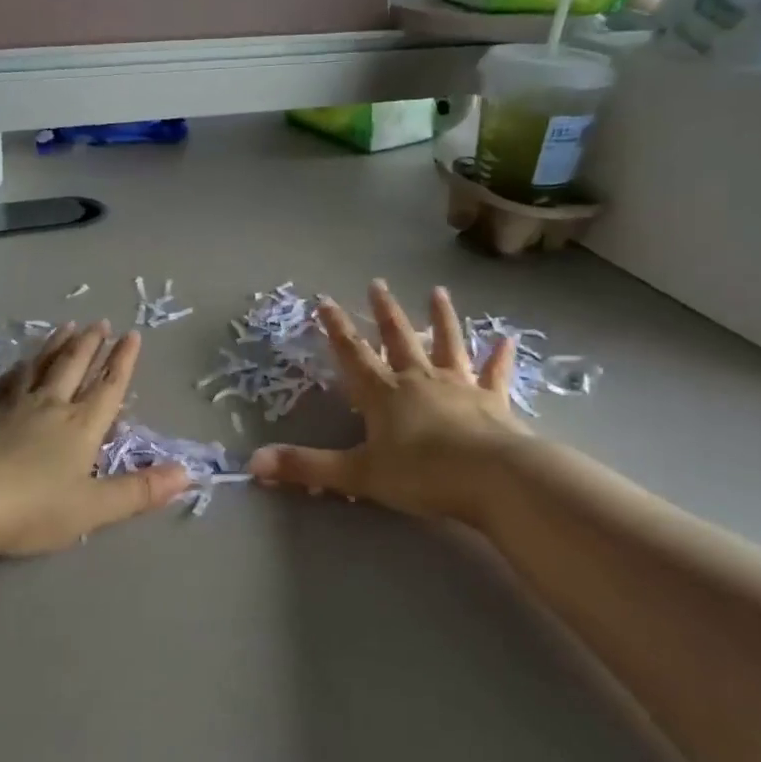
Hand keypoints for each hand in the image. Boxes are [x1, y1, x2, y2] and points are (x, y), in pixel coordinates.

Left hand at [0, 322, 189, 557]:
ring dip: (57, 345)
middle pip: (75, 367)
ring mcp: (12, 405)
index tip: (132, 334)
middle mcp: (50, 406)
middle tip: (100, 322)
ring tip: (66, 326)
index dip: (123, 361)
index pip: (108, 387)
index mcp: (80, 427)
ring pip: (41, 366)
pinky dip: (19, 366)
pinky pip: (7, 380)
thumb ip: (139, 491)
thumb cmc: (30, 508)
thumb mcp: (93, 508)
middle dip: (91, 344)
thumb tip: (189, 474)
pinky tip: (19, 362)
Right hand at [248, 281, 527, 520]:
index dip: (336, 329)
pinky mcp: (493, 401)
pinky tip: (507, 339)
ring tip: (438, 291)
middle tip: (377, 283)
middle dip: (385, 312)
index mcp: (383, 394)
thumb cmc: (420, 474)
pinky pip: (494, 373)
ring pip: (447, 343)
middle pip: (398, 339)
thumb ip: (307, 467)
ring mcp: (458, 386)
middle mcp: (418, 379)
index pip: (353, 354)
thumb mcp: (357, 474)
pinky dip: (499, 356)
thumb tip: (253, 463)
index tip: (325, 301)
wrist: (492, 478)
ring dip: (441, 318)